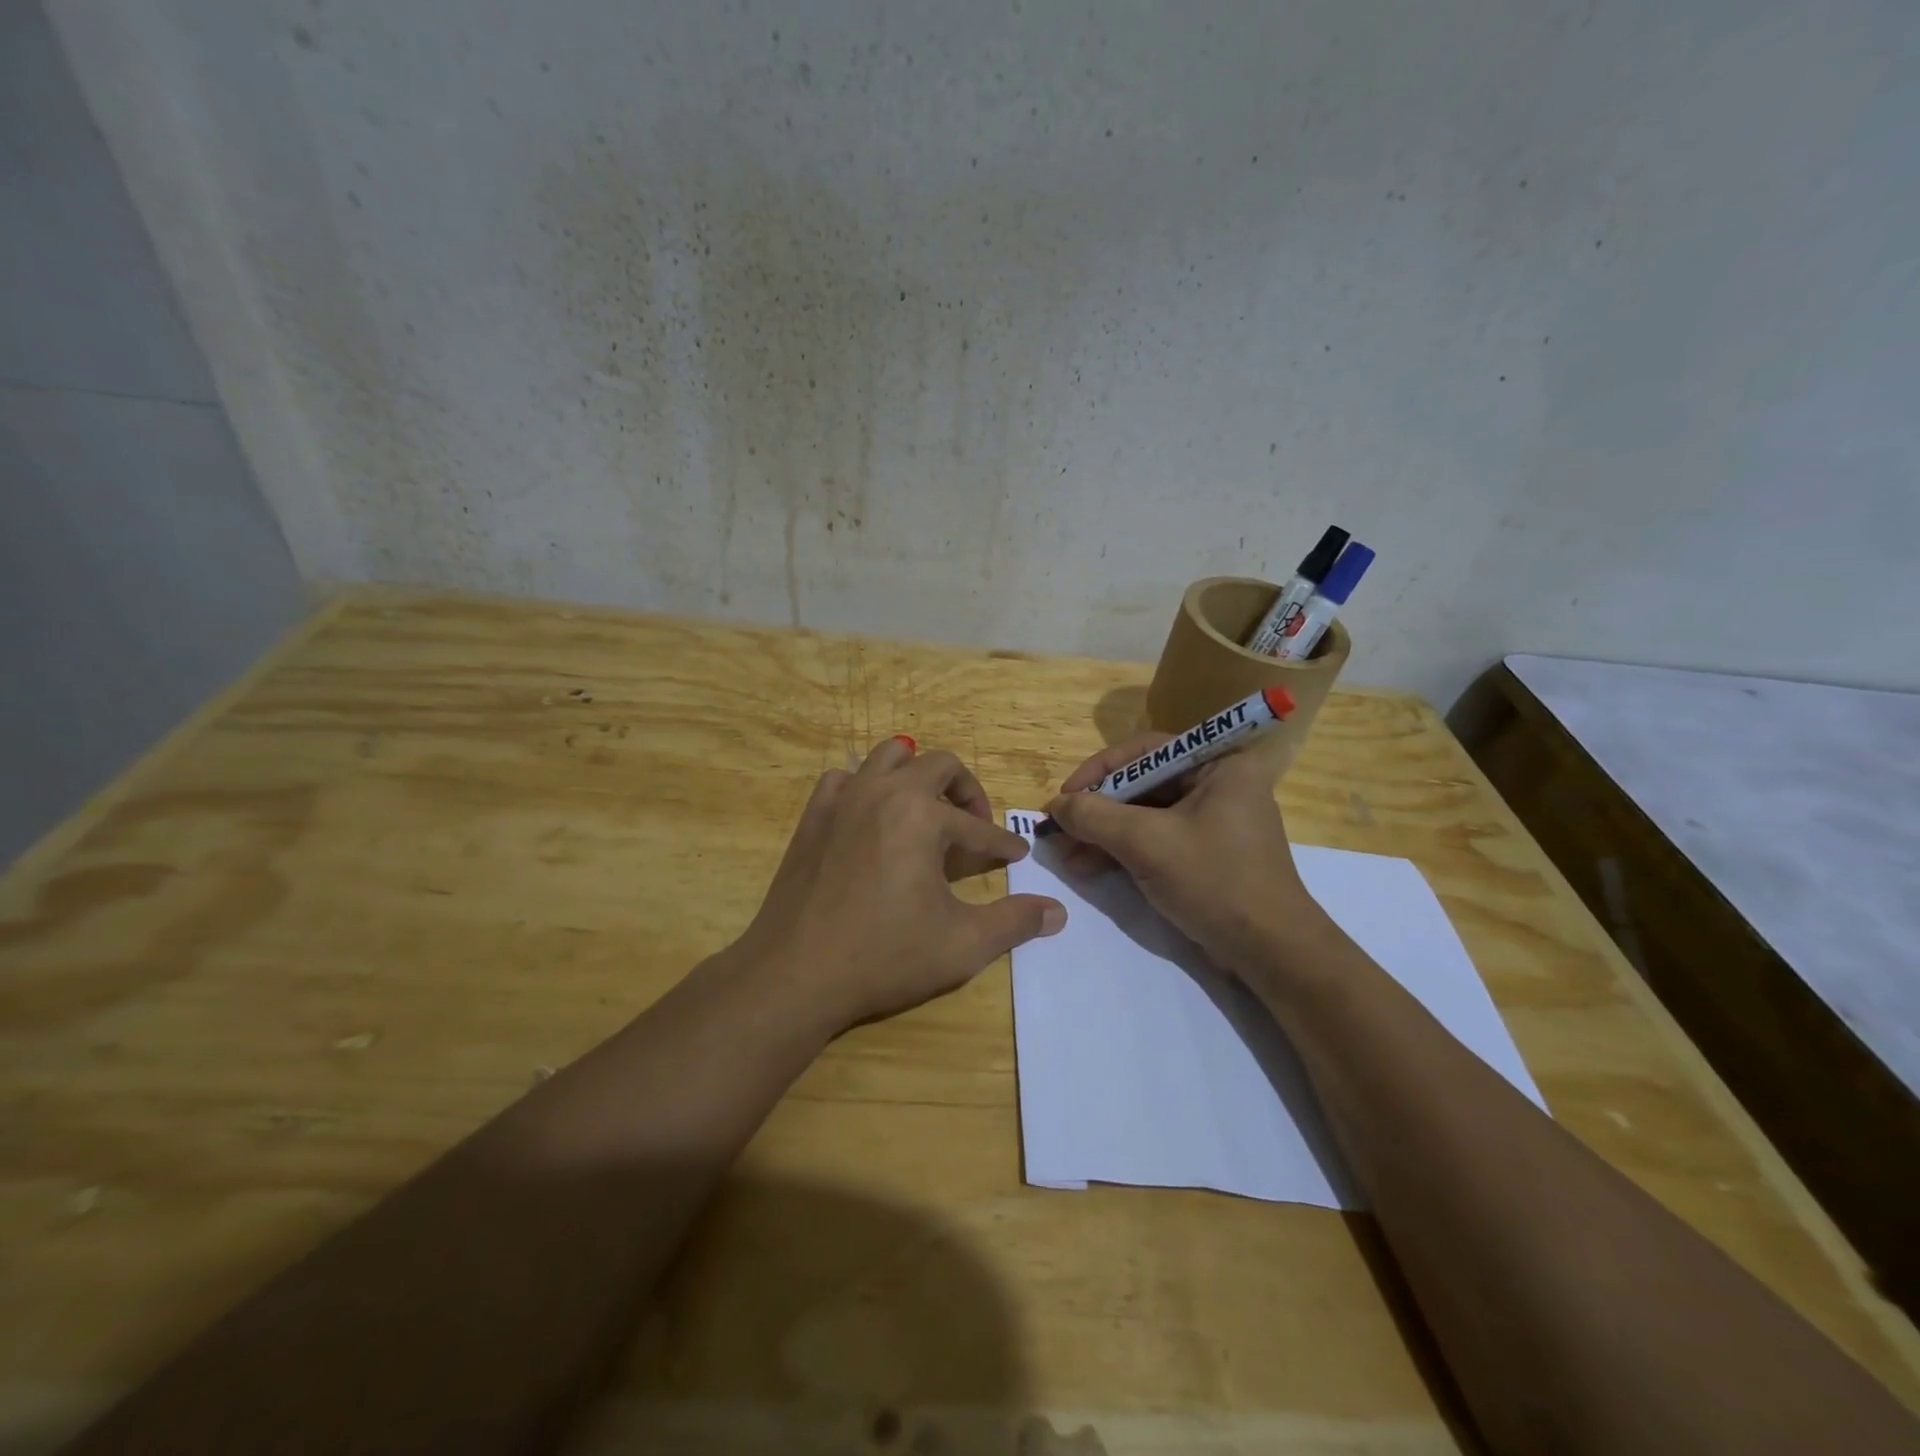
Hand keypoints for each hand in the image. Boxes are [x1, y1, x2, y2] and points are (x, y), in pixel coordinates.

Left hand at [732, 736, 1065, 1033]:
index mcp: (923, 816)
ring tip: (927, 810)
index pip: (977, 826)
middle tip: (975, 828)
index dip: (1002, 844)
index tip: (1016, 857)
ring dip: (917, 775)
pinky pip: (846, 778)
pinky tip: (872, 818)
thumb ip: (1015, 922)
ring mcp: (843, 798)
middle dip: (967, 793)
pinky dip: (867, 787)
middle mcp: (884, 791)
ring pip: (890, 756)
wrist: (795, 974)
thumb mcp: (962, 944)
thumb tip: (1057, 912)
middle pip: (940, 765)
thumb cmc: (883, 956)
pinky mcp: (813, 814)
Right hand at [1044, 734, 1322, 974]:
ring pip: (1143, 815)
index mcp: (1219, 764)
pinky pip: (1154, 839)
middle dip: (1097, 810)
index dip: (1098, 771)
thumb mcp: (1147, 843)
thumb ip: (1095, 816)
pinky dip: (1121, 851)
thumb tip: (1054, 806)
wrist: (1270, 952)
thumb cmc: (1214, 881)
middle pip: (1141, 785)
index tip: (1064, 797)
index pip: (1144, 751)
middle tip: (1059, 831)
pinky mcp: (1204, 853)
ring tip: (1066, 857)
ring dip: (1102, 834)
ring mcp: (1211, 820)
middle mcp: (1217, 783)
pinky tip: (1088, 867)